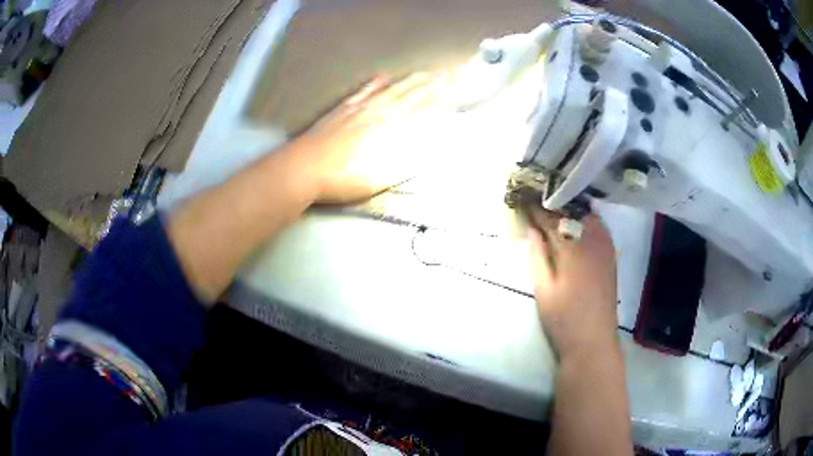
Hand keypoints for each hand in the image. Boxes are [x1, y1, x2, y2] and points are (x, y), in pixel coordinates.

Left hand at [290, 73, 442, 204]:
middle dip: (427, 86)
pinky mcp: (340, 111)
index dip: (436, 101)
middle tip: (444, 75)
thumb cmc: (342, 178)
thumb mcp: (379, 177)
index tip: (452, 92)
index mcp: (387, 132)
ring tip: (421, 73)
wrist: (303, 168)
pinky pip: (362, 92)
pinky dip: (374, 84)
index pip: (417, 112)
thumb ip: (406, 161)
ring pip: (388, 91)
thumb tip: (430, 147)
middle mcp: (376, 115)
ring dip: (406, 81)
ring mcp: (357, 110)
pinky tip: (381, 77)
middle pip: (406, 97)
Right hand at [527, 210, 618, 358]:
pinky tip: (576, 224)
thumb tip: (533, 229)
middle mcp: (594, 242)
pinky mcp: (611, 257)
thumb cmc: (564, 318)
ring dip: (572, 210)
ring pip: (589, 217)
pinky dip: (586, 220)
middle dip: (556, 204)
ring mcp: (606, 248)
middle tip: (539, 201)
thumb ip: (538, 256)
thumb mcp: (543, 289)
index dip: (537, 210)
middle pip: (574, 212)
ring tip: (555, 208)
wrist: (593, 341)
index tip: (524, 200)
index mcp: (574, 248)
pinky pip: (599, 227)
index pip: (553, 220)